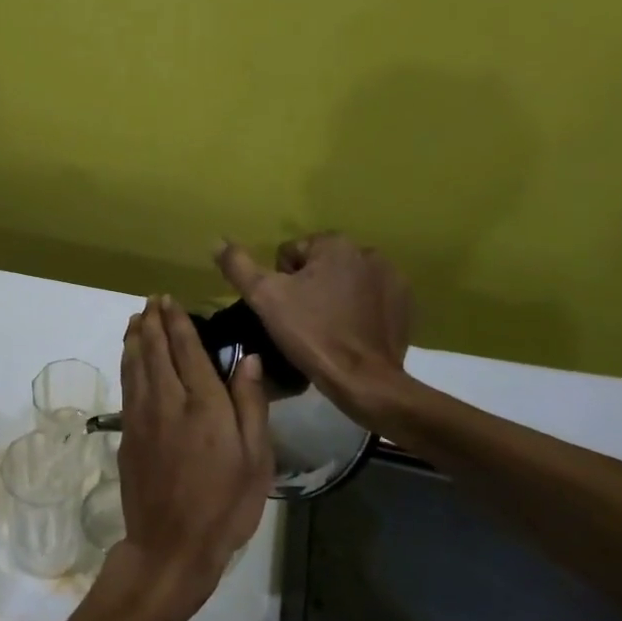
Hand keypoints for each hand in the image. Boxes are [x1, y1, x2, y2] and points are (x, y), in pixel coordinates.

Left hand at [113, 296, 272, 617]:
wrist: (171, 545)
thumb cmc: (225, 505)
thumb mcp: (255, 459)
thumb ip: (250, 404)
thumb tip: (248, 359)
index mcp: (204, 404)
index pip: (187, 350)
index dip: (177, 322)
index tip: (170, 300)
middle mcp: (168, 401)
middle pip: (155, 351)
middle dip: (152, 322)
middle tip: (151, 301)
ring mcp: (142, 417)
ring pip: (135, 365)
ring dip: (134, 338)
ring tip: (136, 318)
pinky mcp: (127, 435)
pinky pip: (126, 386)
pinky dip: (127, 364)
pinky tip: (129, 357)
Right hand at [214, 235, 413, 421]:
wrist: (364, 380)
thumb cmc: (311, 335)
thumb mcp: (264, 299)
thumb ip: (239, 266)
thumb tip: (217, 241)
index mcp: (335, 244)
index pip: (290, 252)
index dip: (280, 281)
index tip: (285, 309)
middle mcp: (368, 251)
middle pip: (319, 265)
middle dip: (308, 286)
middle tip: (302, 321)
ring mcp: (392, 278)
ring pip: (345, 281)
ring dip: (333, 296)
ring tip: (325, 329)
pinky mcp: (405, 303)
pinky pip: (369, 298)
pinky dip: (357, 310)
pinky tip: (349, 333)